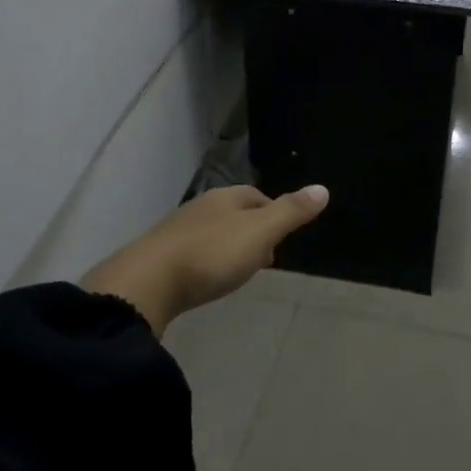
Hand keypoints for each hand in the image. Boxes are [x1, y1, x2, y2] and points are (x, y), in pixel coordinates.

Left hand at [82, 185, 328, 337]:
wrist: (147, 282)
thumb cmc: (212, 255)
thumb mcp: (259, 232)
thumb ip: (290, 212)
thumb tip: (322, 188)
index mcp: (225, 198)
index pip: (256, 196)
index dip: (273, 213)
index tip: (282, 238)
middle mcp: (200, 208)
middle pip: (234, 213)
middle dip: (252, 231)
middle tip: (266, 257)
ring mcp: (176, 231)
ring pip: (212, 232)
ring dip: (229, 247)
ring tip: (239, 271)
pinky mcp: (159, 256)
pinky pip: (192, 252)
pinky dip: (207, 261)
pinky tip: (207, 279)